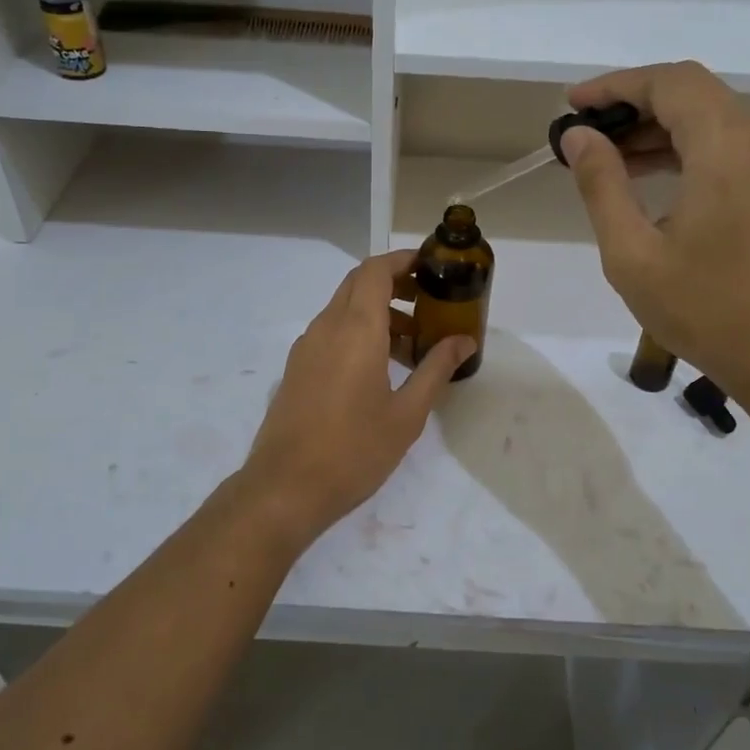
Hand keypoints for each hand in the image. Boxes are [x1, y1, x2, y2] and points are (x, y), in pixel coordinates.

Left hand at [237, 250, 474, 545]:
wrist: (285, 488)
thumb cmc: (354, 450)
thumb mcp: (407, 413)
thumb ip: (436, 369)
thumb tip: (464, 341)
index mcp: (356, 329)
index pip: (375, 270)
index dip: (403, 261)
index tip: (431, 269)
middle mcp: (326, 327)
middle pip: (358, 284)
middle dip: (394, 284)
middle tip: (428, 304)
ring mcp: (306, 347)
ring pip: (344, 309)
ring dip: (377, 313)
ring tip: (411, 347)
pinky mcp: (297, 369)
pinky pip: (331, 333)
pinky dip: (357, 333)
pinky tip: (379, 370)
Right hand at [559, 61, 749, 402]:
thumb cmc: (704, 308)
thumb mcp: (632, 253)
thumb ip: (602, 185)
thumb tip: (579, 136)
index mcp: (725, 146)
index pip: (668, 83)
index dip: (615, 85)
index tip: (572, 104)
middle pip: (690, 92)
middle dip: (632, 104)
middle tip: (583, 133)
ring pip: (710, 117)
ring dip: (656, 127)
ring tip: (606, 156)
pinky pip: (726, 144)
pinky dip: (684, 148)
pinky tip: (648, 178)